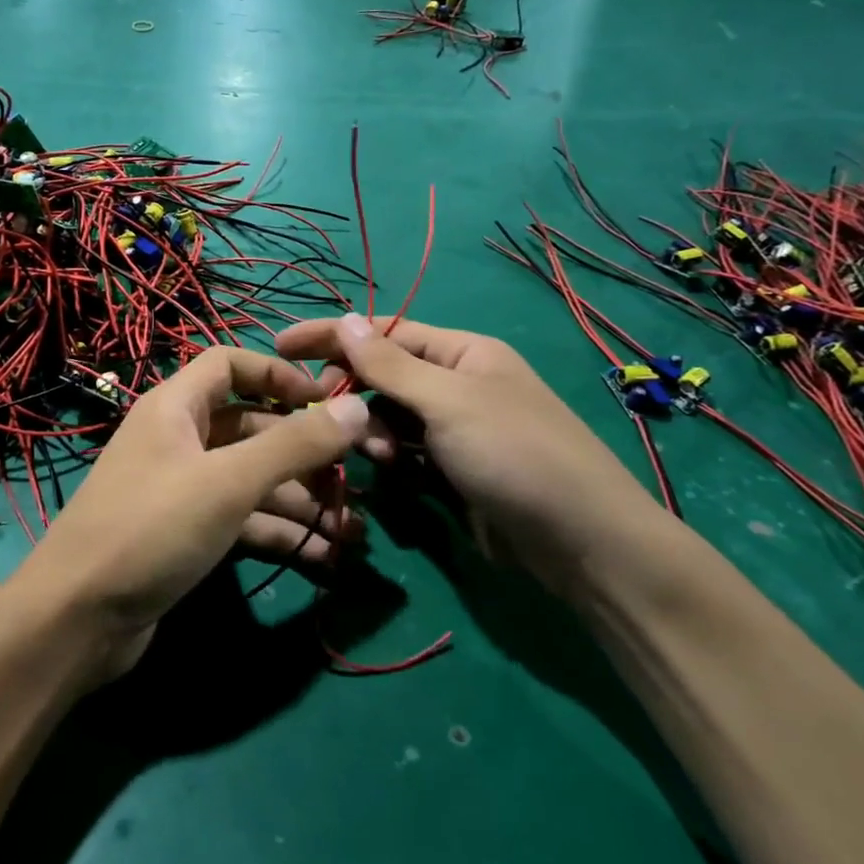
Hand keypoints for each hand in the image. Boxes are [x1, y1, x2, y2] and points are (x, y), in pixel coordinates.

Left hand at [17, 347, 369, 678]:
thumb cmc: (152, 528)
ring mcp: (181, 489)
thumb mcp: (228, 481)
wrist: (77, 618)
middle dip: (303, 453)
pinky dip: (278, 532)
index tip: (327, 402)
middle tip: (354, 479)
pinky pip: (241, 519)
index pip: (230, 364)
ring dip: (300, 500)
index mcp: (176, 406)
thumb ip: (294, 444)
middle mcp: (178, 440)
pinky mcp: (186, 534)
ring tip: (351, 529)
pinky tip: (322, 556)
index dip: (279, 375)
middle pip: (251, 428)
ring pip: (251, 479)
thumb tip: (357, 407)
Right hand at [275, 314, 662, 596]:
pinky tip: (395, 475)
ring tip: (383, 456)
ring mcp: (458, 430)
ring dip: (375, 432)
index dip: (332, 337)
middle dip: (355, 393)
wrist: (583, 543)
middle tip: (325, 414)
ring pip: (391, 419)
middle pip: (385, 376)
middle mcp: (459, 385)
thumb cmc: (515, 454)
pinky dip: (394, 460)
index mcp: (463, 353)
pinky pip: (408, 454)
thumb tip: (346, 319)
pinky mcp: (456, 471)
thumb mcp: (449, 402)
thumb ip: (391, 365)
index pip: (384, 333)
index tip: (281, 347)